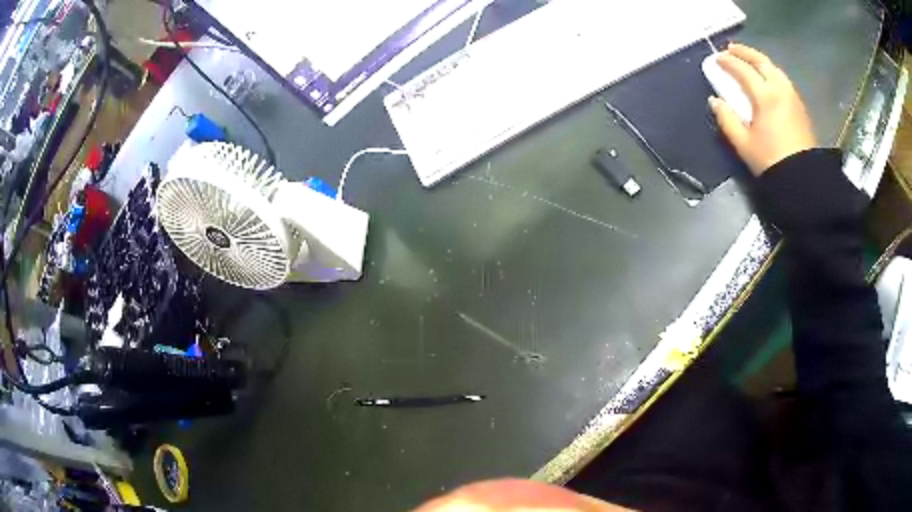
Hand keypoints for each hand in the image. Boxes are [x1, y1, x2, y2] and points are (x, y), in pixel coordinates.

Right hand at [709, 43, 816, 175]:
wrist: (803, 179)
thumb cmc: (772, 162)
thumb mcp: (744, 144)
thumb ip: (727, 119)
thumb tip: (715, 101)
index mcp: (765, 96)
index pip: (742, 70)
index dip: (727, 62)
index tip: (716, 59)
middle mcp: (780, 89)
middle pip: (760, 60)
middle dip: (744, 52)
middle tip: (731, 49)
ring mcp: (792, 96)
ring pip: (774, 68)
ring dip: (759, 60)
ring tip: (749, 60)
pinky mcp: (800, 106)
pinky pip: (782, 79)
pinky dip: (771, 71)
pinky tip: (766, 78)